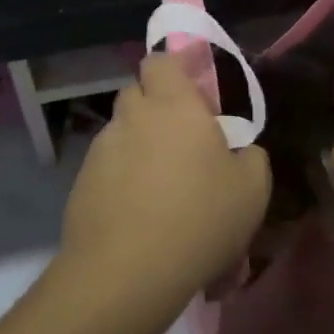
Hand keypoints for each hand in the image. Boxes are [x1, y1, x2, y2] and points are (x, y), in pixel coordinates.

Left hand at [59, 55, 270, 321]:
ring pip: (121, 131)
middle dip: (154, 107)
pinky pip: (106, 166)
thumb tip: (243, 150)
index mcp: (173, 104)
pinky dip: (120, 177)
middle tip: (179, 141)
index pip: (160, 61)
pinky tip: (136, 211)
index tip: (192, 94)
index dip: (173, 70)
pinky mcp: (81, 181)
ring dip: (137, 144)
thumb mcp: (252, 191)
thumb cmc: (198, 219)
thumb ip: (252, 158)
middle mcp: (132, 115)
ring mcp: (101, 147)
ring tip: (158, 185)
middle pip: (137, 93)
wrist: (126, 272)